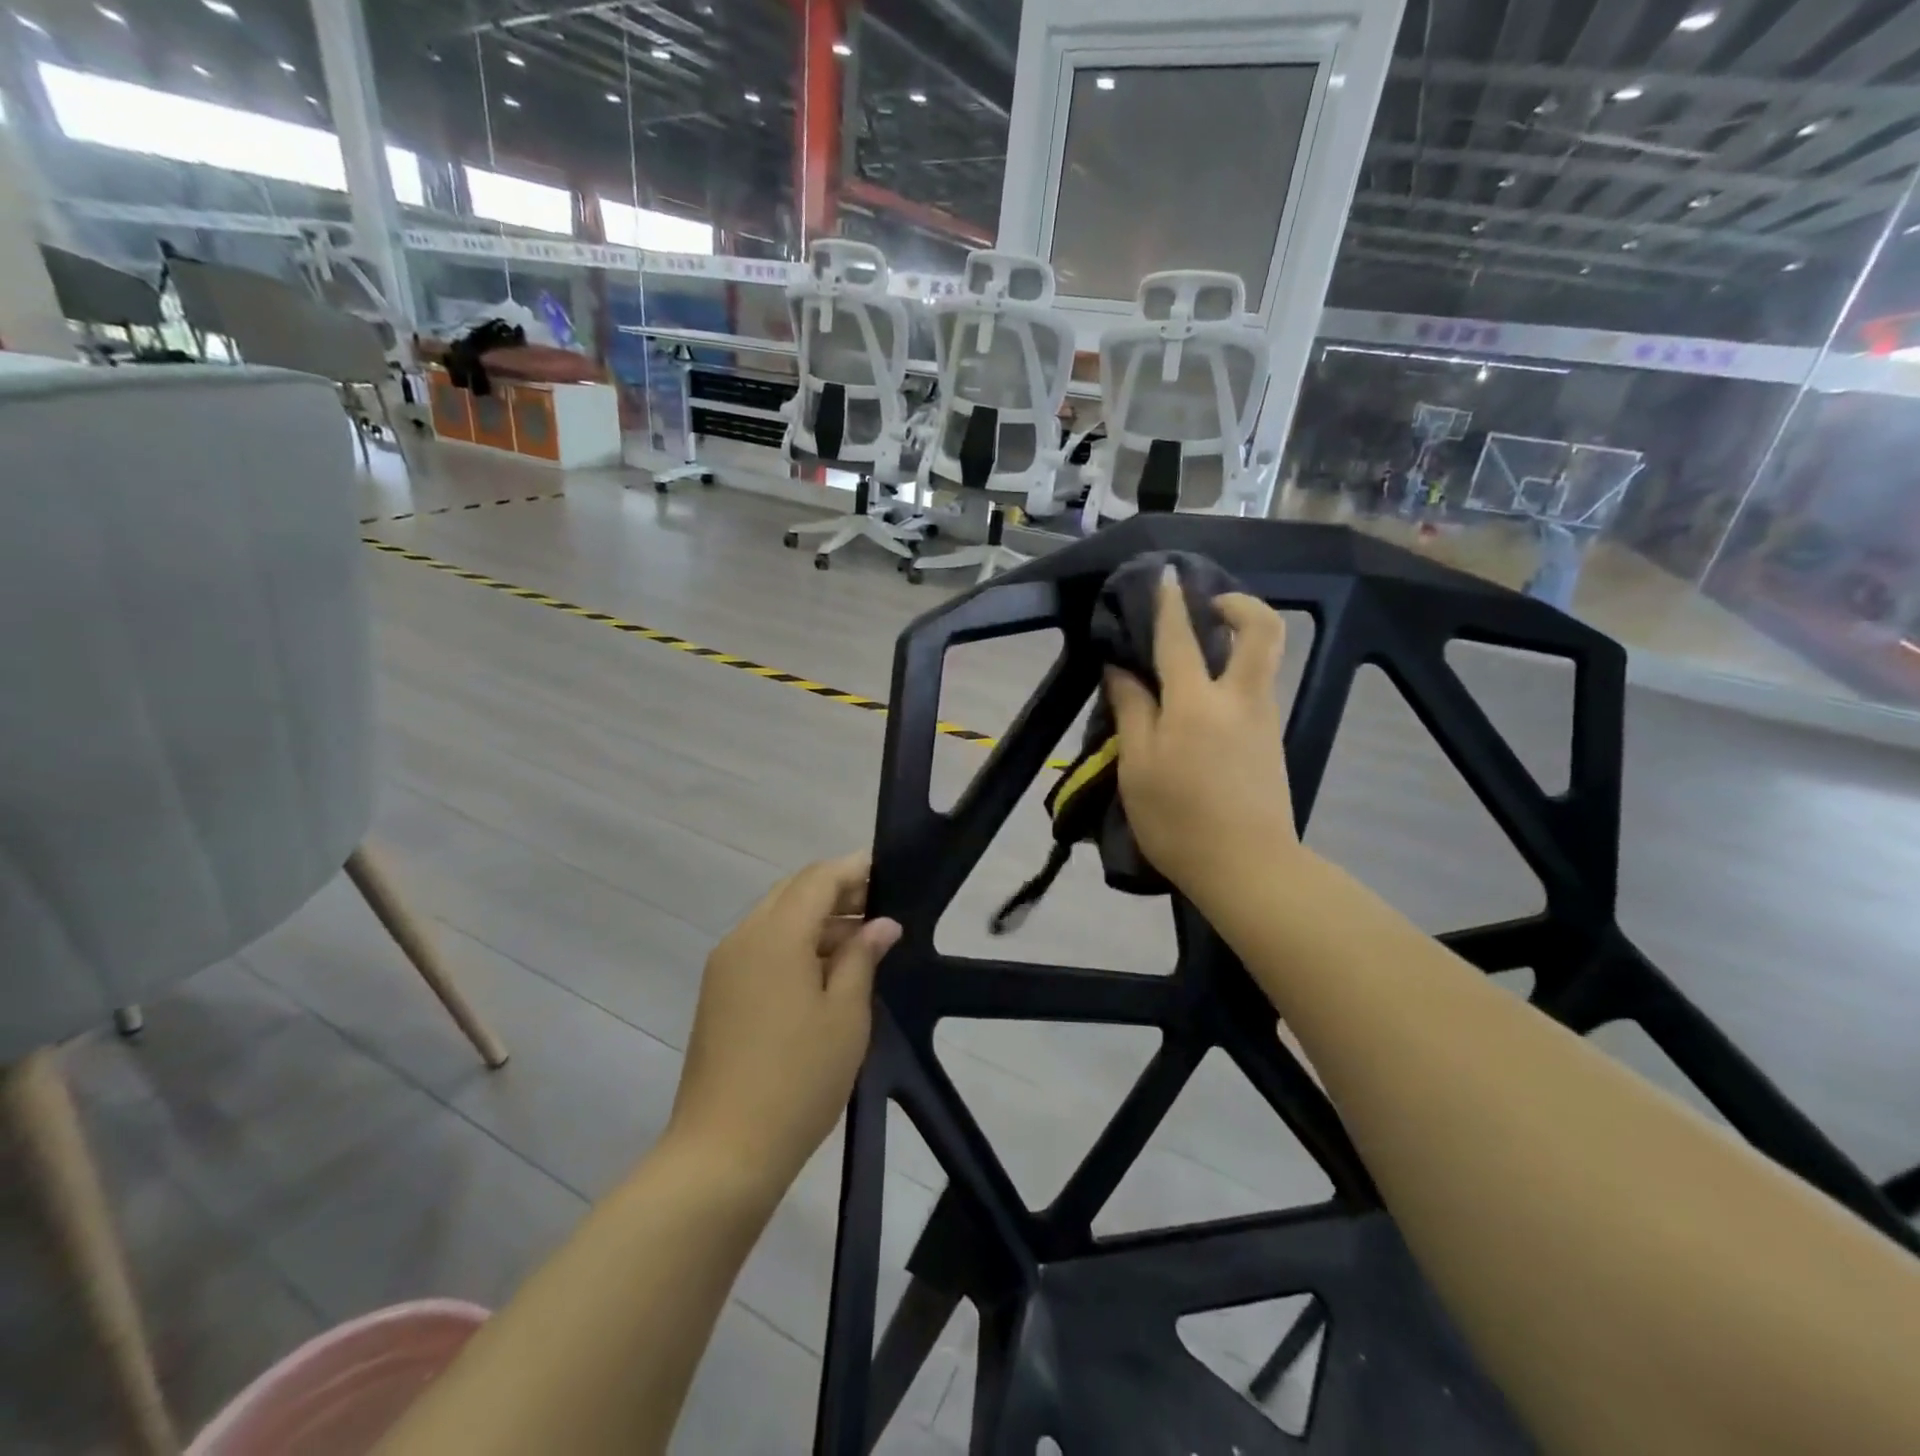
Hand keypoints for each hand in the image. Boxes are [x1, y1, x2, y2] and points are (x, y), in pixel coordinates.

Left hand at [667, 856, 900, 1191]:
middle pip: (793, 893)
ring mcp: (725, 966)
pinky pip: (761, 948)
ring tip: (861, 945)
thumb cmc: (797, 1078)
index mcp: (775, 935)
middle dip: (836, 893)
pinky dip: (794, 945)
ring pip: (776, 919)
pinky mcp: (718, 994)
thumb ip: (862, 957)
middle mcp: (743, 937)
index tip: (888, 874)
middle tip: (879, 912)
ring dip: (816, 921)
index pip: (818, 879)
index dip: (854, 870)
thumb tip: (881, 924)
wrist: (723, 1152)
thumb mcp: (845, 1015)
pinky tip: (824, 973)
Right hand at [1105, 570, 1298, 902]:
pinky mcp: (1273, 741)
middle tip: (1209, 606)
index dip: (1170, 603)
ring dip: (1239, 639)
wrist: (1248, 868)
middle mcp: (1239, 699)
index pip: (1180, 639)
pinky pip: (1256, 689)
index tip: (1166, 575)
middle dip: (1240, 603)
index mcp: (1196, 703)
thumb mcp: (1138, 767)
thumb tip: (1122, 671)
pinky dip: (1236, 675)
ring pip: (1263, 659)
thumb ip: (1132, 711)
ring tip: (1199, 653)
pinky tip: (1205, 701)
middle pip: (1261, 631)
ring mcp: (1264, 719)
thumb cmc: (1178, 820)